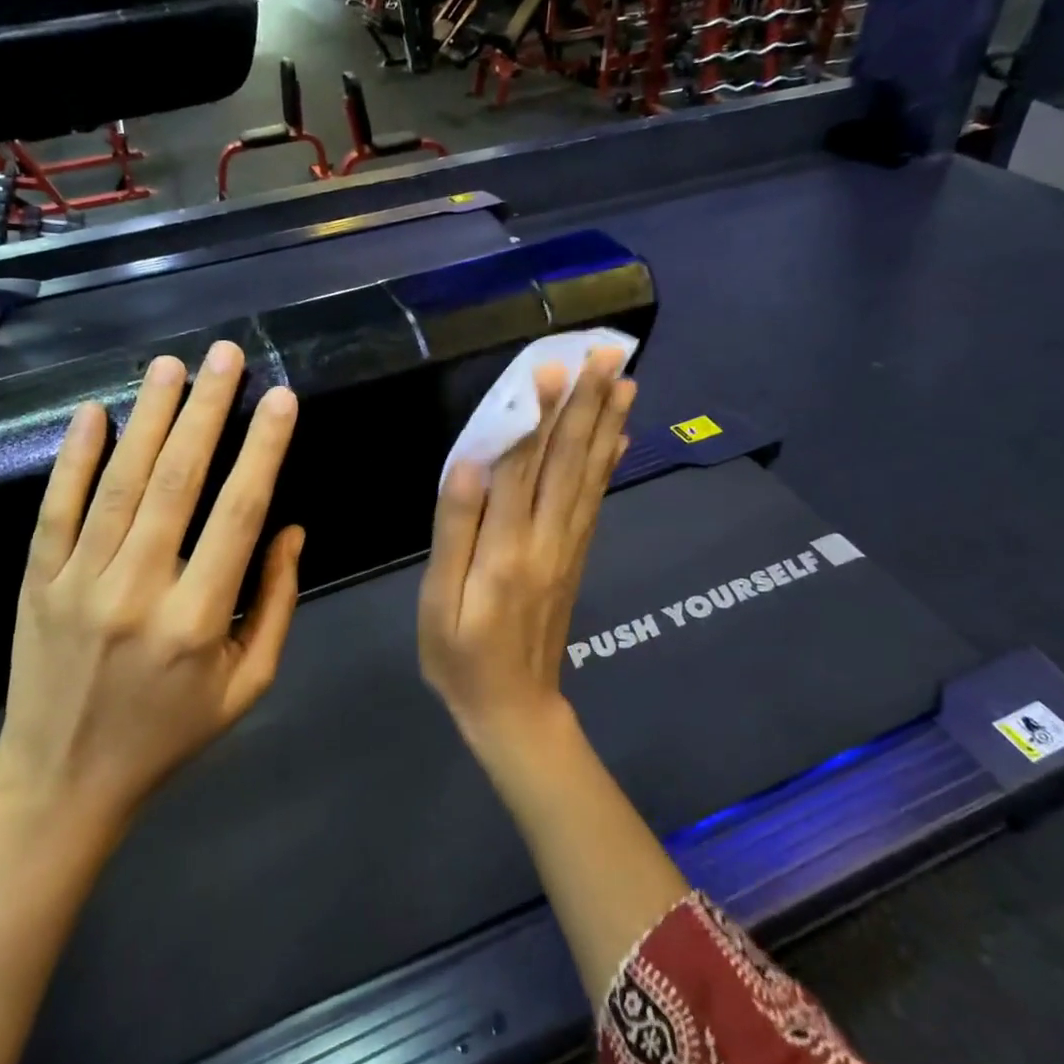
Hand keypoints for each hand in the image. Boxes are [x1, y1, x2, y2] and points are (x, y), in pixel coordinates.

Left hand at [0, 341, 303, 843]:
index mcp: (198, 619)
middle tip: (226, 356)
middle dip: (207, 410)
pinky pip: (56, 509)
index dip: (263, 451)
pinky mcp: (38, 582)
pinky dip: (73, 458)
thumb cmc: (171, 734)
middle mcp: (137, 590)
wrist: (63, 783)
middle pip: (176, 482)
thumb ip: (276, 603)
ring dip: (148, 418)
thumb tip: (290, 528)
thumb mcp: (248, 684)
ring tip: (172, 366)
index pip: (238, 514)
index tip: (281, 399)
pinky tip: (92, 413)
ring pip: (118, 483)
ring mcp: (79, 582)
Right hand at [418, 348, 635, 761]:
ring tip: (625, 379)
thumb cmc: (460, 656)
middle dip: (586, 404)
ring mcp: (568, 547)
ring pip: (588, 475)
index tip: (550, 368)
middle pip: (567, 461)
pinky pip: (595, 501)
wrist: (514, 709)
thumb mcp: (438, 601)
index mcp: (505, 548)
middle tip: (606, 355)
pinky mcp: (576, 556)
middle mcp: (546, 539)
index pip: (522, 467)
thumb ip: (454, 530)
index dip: (536, 416)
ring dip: (607, 424)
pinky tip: (620, 437)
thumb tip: (469, 465)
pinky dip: (608, 464)